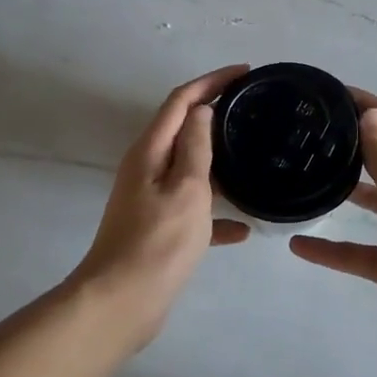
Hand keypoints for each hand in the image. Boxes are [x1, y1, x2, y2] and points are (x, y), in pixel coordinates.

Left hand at [71, 65, 250, 346]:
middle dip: (215, 114)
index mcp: (150, 151)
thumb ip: (195, 146)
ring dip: (218, 161)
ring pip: (190, 169)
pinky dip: (215, 212)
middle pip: (183, 129)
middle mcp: (146, 168)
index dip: (212, 81)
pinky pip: (192, 208)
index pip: (181, 100)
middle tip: (253, 109)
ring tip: (255, 158)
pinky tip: (244, 228)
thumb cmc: (159, 241)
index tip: (245, 72)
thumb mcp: (187, 188)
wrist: (121, 304)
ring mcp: (150, 199)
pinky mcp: (157, 228)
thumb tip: (201, 110)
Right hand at [289, 93, 376, 359]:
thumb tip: (371, 114)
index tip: (331, 93)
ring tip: (303, 176)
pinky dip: (329, 249)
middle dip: (351, 143)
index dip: (368, 104)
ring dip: (342, 189)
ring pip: (369, 202)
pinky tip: (297, 244)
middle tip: (308, 132)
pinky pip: (354, 251)